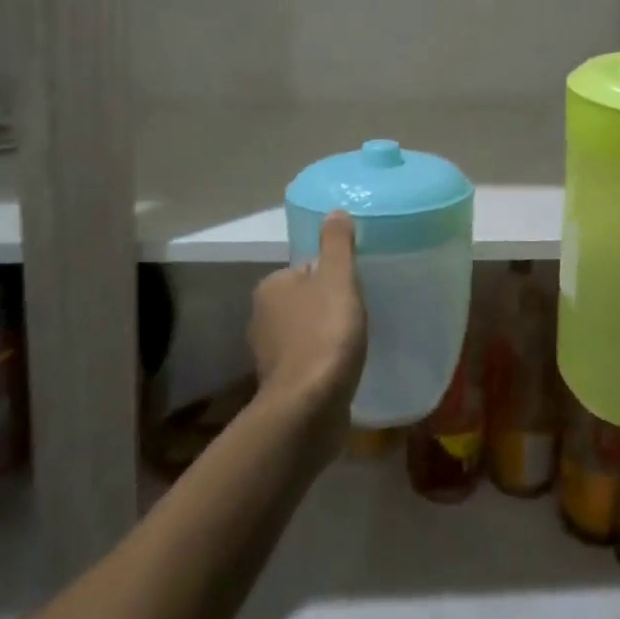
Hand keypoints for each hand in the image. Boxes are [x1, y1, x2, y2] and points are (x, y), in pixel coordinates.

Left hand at [249, 210, 366, 444]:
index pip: (306, 269)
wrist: (309, 407)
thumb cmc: (325, 333)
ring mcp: (268, 355)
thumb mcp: (338, 278)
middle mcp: (261, 317)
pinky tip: (342, 370)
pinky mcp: (280, 385)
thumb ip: (337, 244)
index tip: (355, 290)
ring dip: (325, 337)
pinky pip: (306, 362)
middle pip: (304, 301)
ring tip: (354, 344)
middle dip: (327, 307)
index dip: (333, 277)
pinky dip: (322, 363)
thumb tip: (335, 211)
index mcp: (271, 287)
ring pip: (304, 332)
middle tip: (359, 315)